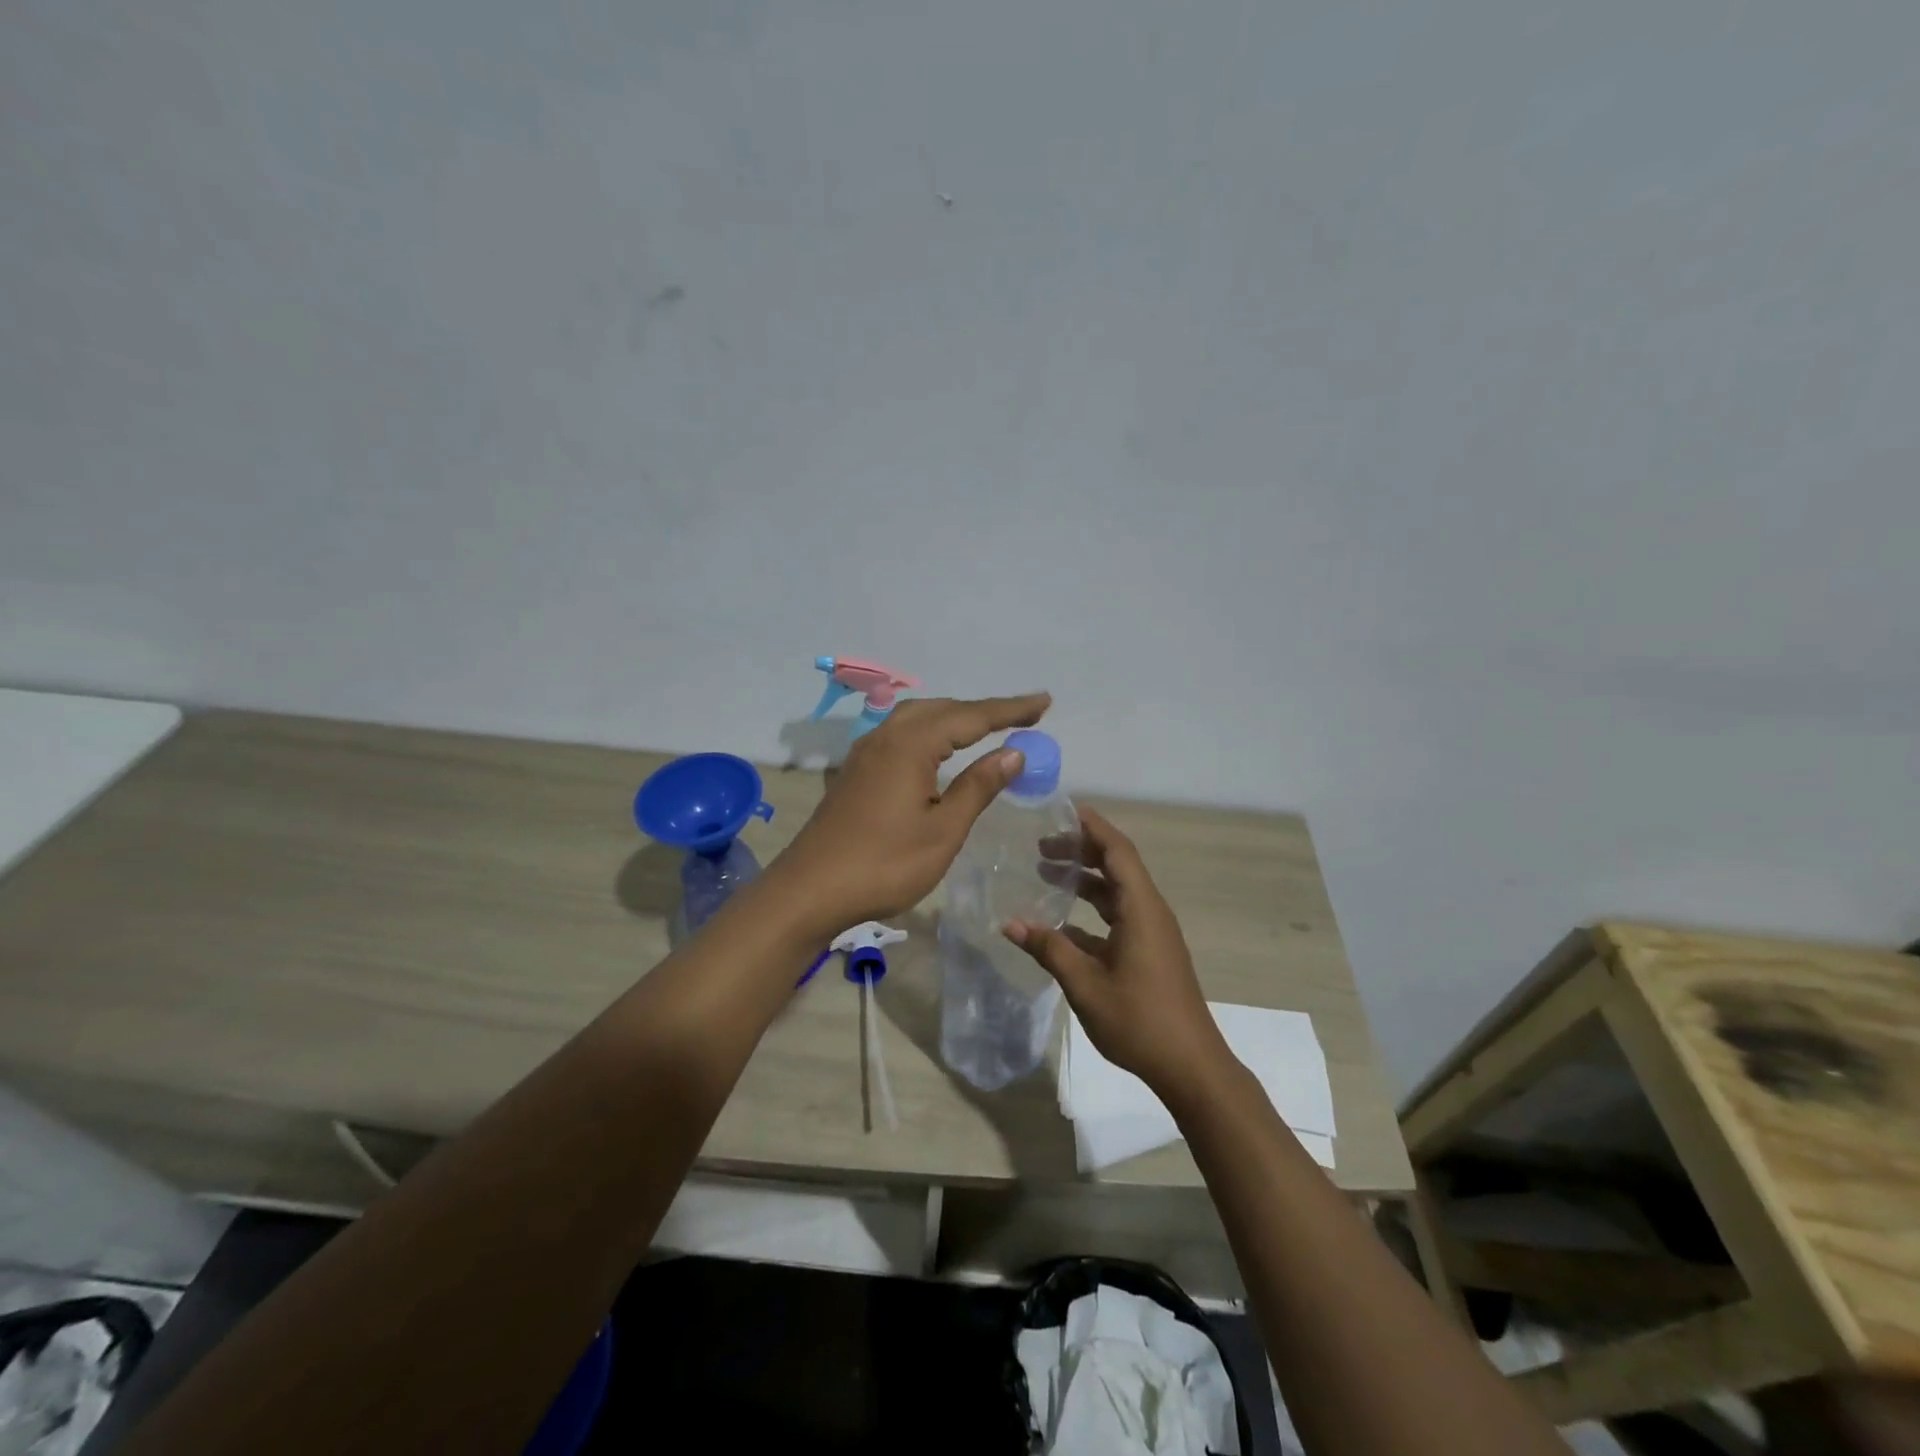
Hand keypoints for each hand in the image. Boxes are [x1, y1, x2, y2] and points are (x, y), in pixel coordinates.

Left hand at [772, 693, 1050, 933]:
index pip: (971, 717)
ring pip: (917, 718)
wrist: (810, 890)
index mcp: (911, 745)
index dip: (1010, 710)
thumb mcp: (943, 829)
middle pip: (942, 709)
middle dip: (984, 710)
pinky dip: (929, 731)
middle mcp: (886, 736)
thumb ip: (978, 786)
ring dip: (954, 717)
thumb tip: (1013, 751)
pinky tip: (937, 749)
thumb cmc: (884, 864)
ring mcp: (866, 752)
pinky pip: (900, 733)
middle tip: (1023, 715)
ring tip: (986, 726)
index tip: (1044, 701)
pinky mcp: (856, 771)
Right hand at [1006, 807, 1226, 1103]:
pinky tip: (1062, 924)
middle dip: (1082, 850)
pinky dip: (1092, 910)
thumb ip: (1049, 949)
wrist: (1190, 1066)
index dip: (1092, 827)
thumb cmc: (1139, 1020)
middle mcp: (1150, 912)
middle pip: (1117, 866)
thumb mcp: (1086, 984)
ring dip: (1086, 880)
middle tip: (1043, 845)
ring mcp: (1153, 934)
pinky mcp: (1151, 953)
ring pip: (1117, 892)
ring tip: (1048, 873)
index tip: (1064, 810)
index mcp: (1141, 909)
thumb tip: (1010, 923)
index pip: (1118, 851)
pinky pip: (1119, 916)